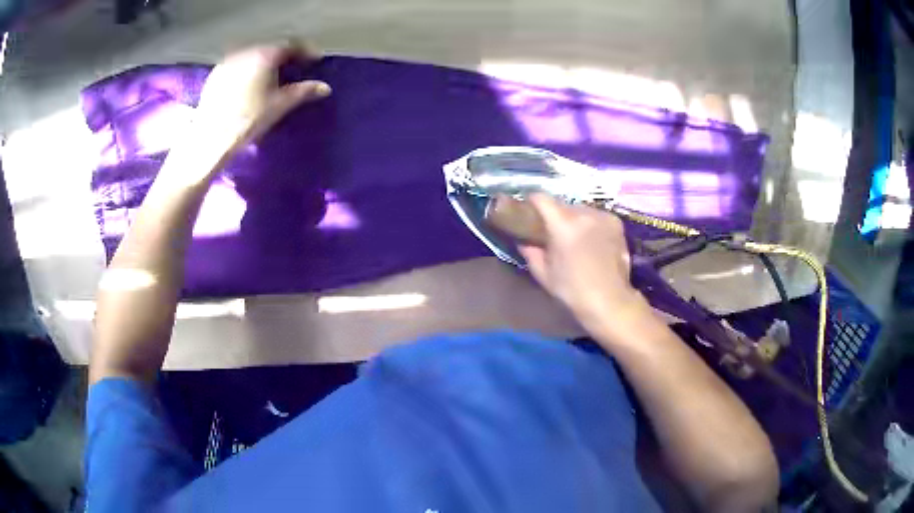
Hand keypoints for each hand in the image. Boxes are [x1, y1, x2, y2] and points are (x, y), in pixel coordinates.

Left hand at [195, 42, 331, 150]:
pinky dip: (246, 69)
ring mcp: (228, 61)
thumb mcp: (280, 105)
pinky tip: (248, 84)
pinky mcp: (215, 74)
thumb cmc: (249, 120)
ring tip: (270, 76)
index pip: (291, 45)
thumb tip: (325, 87)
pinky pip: (237, 65)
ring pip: (252, 55)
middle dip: (283, 56)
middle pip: (271, 48)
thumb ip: (304, 92)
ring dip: (264, 62)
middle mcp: (246, 52)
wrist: (211, 137)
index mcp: (265, 55)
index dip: (305, 51)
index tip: (314, 60)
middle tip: (293, 68)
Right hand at [518, 194, 649, 336]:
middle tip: (552, 231)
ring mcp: (602, 216)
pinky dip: (590, 223)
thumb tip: (523, 240)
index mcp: (563, 224)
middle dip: (554, 214)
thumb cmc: (572, 290)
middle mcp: (583, 213)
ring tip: (574, 238)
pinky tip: (591, 240)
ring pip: (580, 209)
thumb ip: (530, 252)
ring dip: (574, 219)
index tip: (528, 210)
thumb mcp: (543, 273)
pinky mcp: (616, 223)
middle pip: (562, 204)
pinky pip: (596, 216)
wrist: (609, 300)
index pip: (541, 198)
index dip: (531, 202)